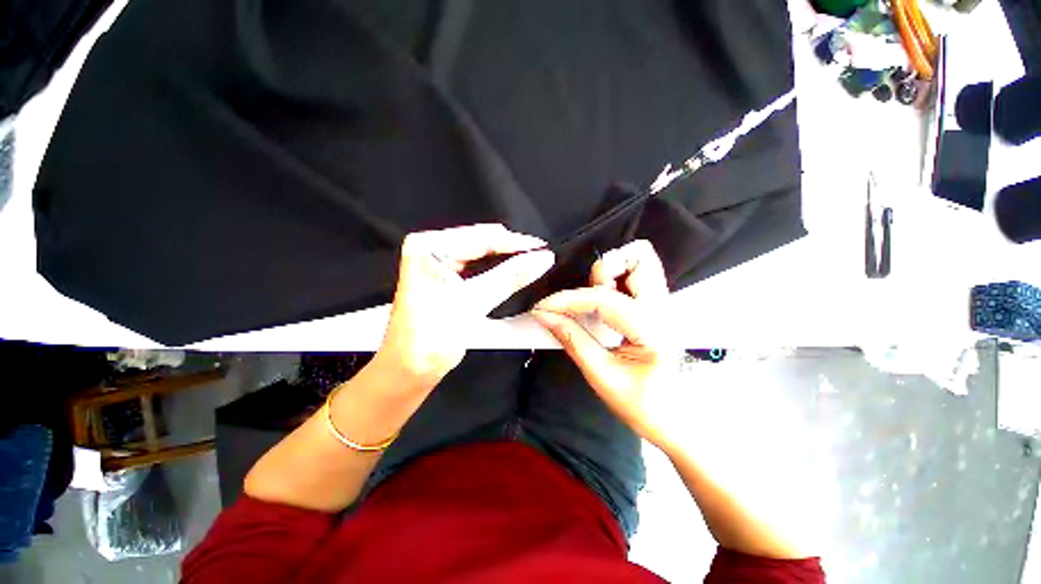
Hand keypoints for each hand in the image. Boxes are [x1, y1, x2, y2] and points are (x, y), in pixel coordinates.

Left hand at [374, 224, 553, 389]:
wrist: (409, 369)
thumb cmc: (432, 337)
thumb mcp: (473, 302)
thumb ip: (509, 277)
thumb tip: (543, 258)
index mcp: (428, 246)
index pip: (481, 237)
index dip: (515, 243)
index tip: (543, 248)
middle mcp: (430, 246)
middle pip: (480, 241)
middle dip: (511, 248)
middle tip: (541, 256)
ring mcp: (437, 260)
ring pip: (481, 252)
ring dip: (506, 258)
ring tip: (532, 261)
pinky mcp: (444, 274)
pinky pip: (477, 265)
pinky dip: (497, 268)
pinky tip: (513, 270)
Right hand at [531, 240, 680, 451]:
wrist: (675, 418)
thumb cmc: (642, 405)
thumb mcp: (601, 376)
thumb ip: (572, 339)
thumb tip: (543, 315)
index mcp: (652, 330)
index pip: (604, 299)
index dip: (567, 300)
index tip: (542, 307)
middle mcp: (663, 308)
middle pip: (640, 257)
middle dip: (605, 269)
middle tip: (584, 295)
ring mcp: (663, 304)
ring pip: (641, 260)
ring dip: (611, 271)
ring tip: (593, 299)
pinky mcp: (656, 306)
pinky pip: (636, 275)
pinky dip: (616, 278)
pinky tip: (603, 301)